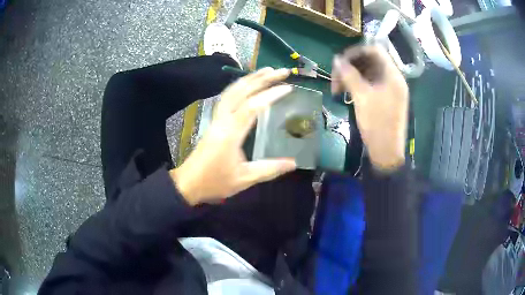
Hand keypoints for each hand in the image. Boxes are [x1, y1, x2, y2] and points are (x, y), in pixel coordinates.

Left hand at [170, 68, 295, 204]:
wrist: (188, 183)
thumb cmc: (215, 182)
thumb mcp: (244, 178)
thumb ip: (269, 169)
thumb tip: (293, 163)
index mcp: (230, 133)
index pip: (252, 107)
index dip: (270, 95)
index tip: (288, 87)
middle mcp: (222, 120)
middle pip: (241, 91)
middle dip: (262, 78)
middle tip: (281, 71)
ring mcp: (216, 119)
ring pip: (232, 91)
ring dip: (250, 79)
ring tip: (267, 71)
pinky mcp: (214, 121)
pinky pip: (226, 97)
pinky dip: (238, 86)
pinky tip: (247, 85)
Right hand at [332, 46, 408, 171]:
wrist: (386, 153)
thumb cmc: (377, 124)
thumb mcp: (361, 97)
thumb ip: (349, 75)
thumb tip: (336, 59)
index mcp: (393, 75)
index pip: (374, 50)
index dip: (356, 52)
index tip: (340, 61)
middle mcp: (393, 78)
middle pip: (370, 61)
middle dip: (351, 66)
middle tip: (336, 77)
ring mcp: (390, 89)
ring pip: (369, 73)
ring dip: (352, 76)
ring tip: (338, 88)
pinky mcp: (386, 98)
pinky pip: (371, 84)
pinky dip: (358, 85)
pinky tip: (347, 92)